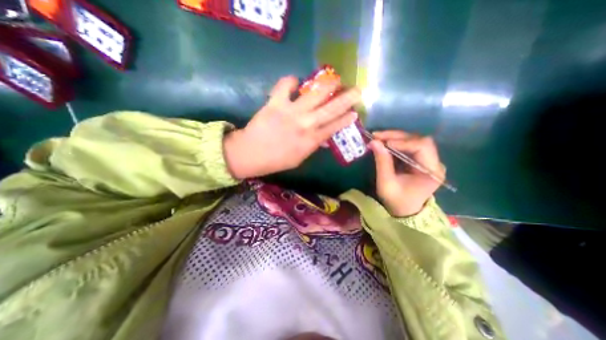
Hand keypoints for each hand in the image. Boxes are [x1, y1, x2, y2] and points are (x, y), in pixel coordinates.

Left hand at [224, 76, 360, 178]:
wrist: (251, 154)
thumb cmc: (277, 160)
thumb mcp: (299, 159)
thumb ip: (313, 147)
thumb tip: (325, 138)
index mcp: (311, 141)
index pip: (335, 127)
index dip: (346, 119)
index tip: (355, 112)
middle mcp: (305, 124)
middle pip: (331, 109)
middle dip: (347, 98)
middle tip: (357, 90)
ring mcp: (291, 112)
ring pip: (315, 93)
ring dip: (328, 84)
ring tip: (335, 79)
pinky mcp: (275, 103)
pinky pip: (286, 85)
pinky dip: (291, 81)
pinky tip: (295, 82)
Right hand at [366, 132, 443, 216]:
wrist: (404, 210)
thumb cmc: (396, 200)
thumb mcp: (386, 183)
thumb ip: (382, 162)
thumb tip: (374, 142)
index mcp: (431, 171)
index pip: (423, 146)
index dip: (403, 142)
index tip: (384, 144)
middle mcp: (434, 162)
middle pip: (418, 140)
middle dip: (396, 136)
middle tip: (377, 136)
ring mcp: (428, 160)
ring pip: (413, 140)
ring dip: (394, 137)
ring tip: (377, 138)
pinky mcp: (419, 159)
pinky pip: (408, 145)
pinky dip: (395, 142)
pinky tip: (383, 143)